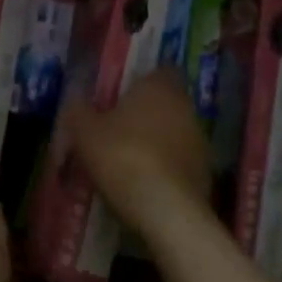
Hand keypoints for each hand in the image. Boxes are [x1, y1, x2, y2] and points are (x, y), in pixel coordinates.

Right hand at [66, 69, 212, 239]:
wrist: (166, 211)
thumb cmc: (122, 156)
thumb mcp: (84, 132)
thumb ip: (78, 110)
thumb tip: (76, 102)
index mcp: (158, 87)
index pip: (158, 70)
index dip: (139, 81)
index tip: (118, 96)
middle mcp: (185, 107)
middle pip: (163, 103)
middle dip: (141, 114)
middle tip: (113, 130)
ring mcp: (199, 141)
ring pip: (171, 133)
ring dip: (152, 142)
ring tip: (123, 162)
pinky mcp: (205, 173)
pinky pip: (177, 162)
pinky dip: (162, 169)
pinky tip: (140, 185)